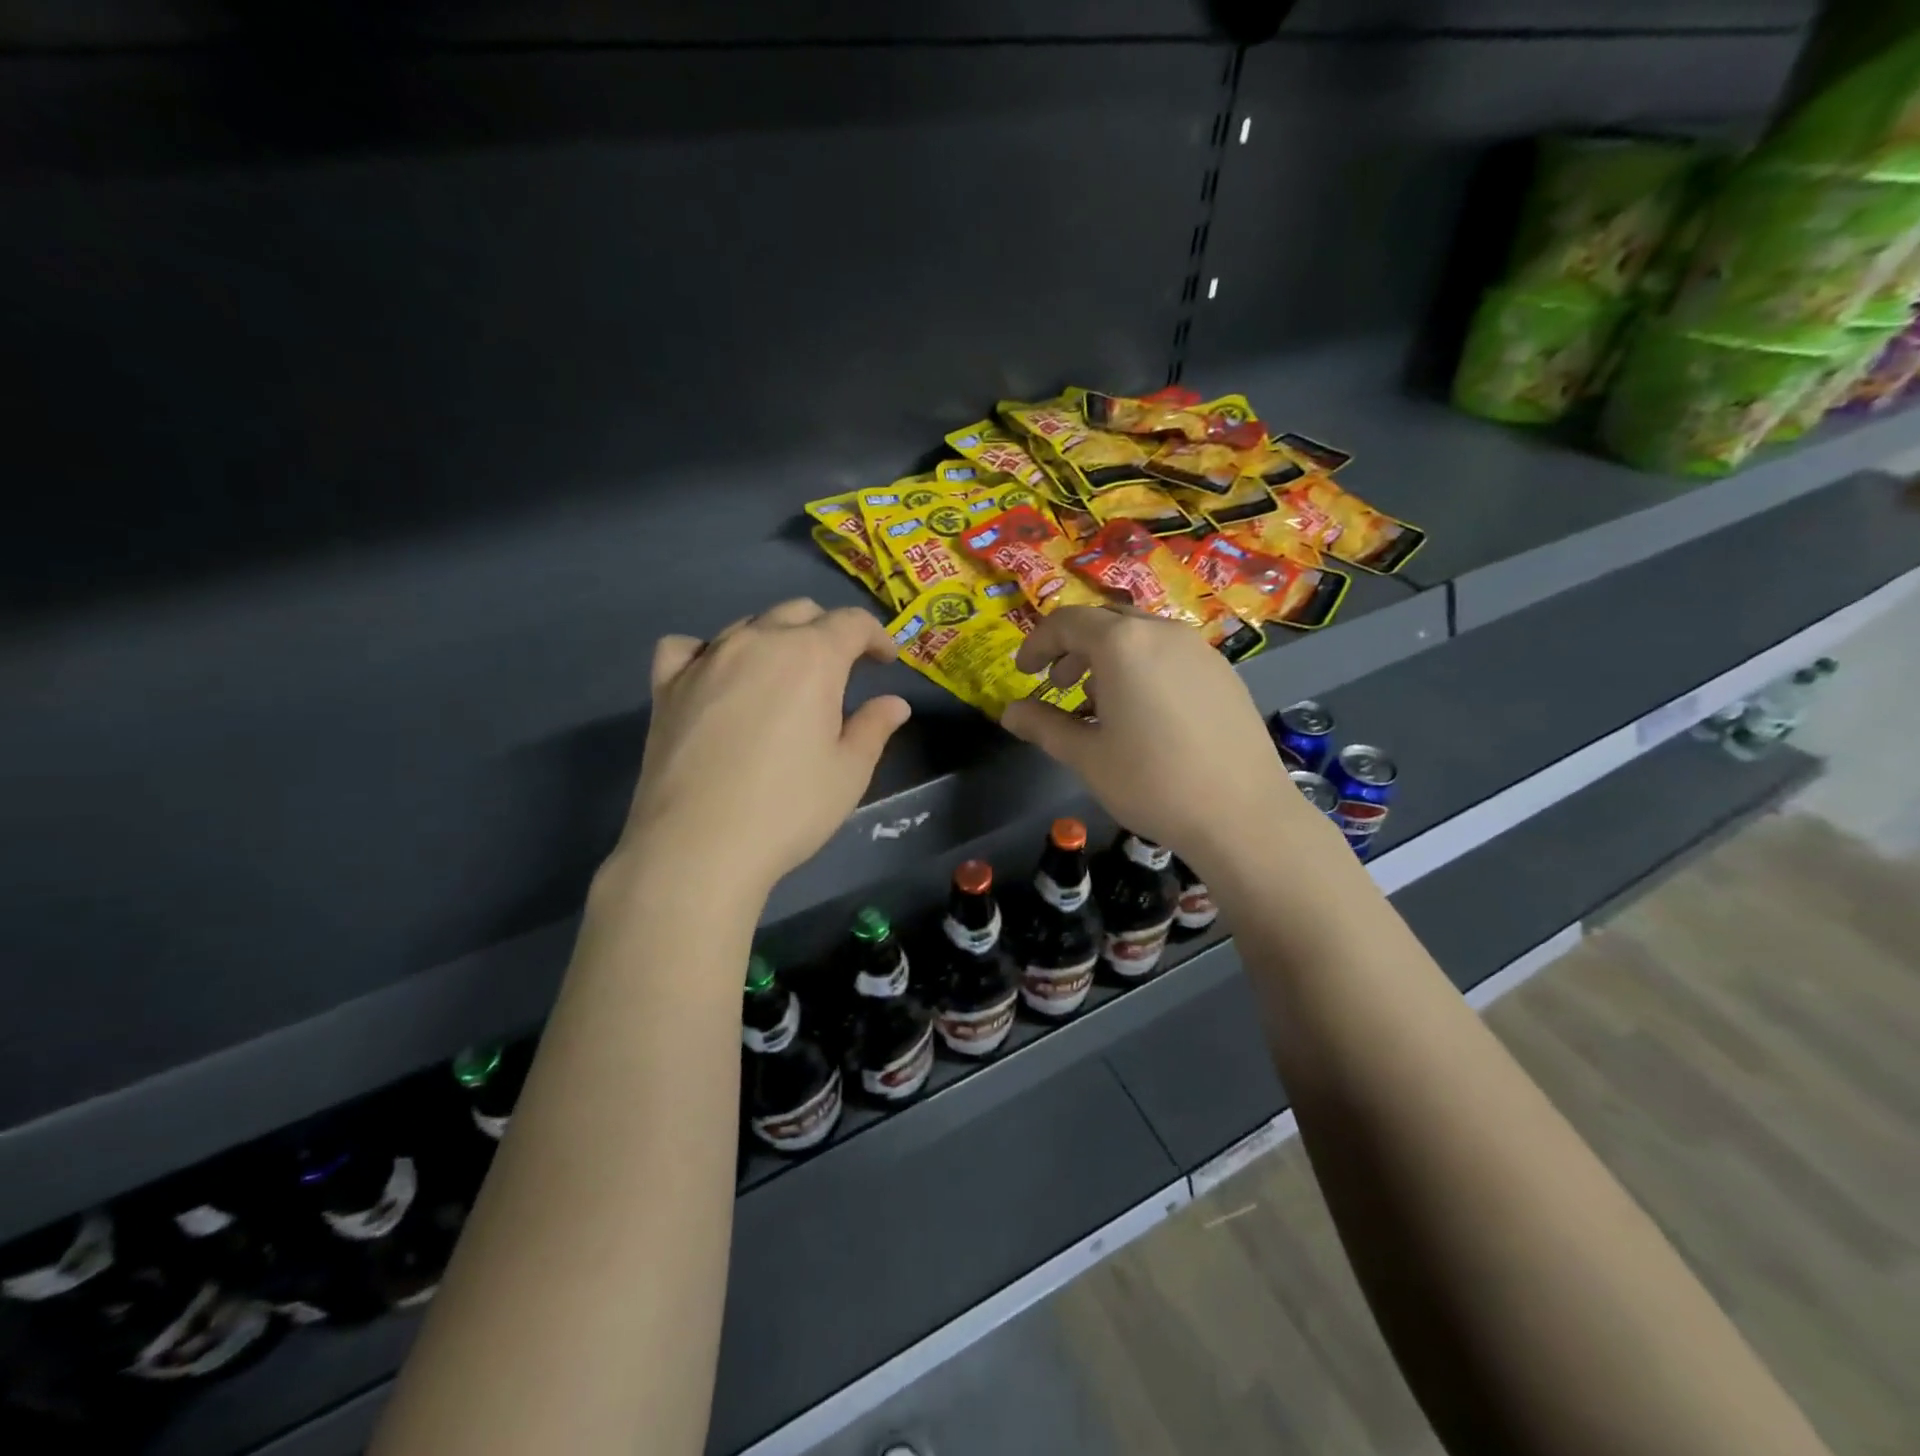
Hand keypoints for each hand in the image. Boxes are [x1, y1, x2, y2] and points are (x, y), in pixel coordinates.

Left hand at [612, 599, 910, 899]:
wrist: (698, 846)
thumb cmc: (788, 808)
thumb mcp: (849, 772)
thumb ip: (874, 727)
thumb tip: (894, 703)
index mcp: (811, 657)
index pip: (851, 623)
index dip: (876, 636)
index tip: (886, 660)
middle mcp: (758, 642)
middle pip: (799, 613)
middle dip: (827, 631)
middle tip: (840, 668)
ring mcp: (707, 659)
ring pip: (748, 625)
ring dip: (776, 639)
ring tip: (784, 675)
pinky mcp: (667, 685)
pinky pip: (689, 648)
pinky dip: (709, 652)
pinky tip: (716, 676)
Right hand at [1001, 607, 1336, 868]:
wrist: (1242, 815)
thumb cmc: (1152, 782)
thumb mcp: (1086, 756)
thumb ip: (1043, 726)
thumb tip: (1009, 713)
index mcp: (1123, 644)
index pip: (1067, 622)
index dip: (1038, 643)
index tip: (1024, 672)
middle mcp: (1163, 632)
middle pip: (1106, 622)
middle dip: (1074, 648)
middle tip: (1058, 685)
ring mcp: (1200, 650)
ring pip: (1141, 636)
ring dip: (1109, 658)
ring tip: (1099, 702)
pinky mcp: (1225, 673)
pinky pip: (1171, 654)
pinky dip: (1143, 668)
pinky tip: (1145, 714)